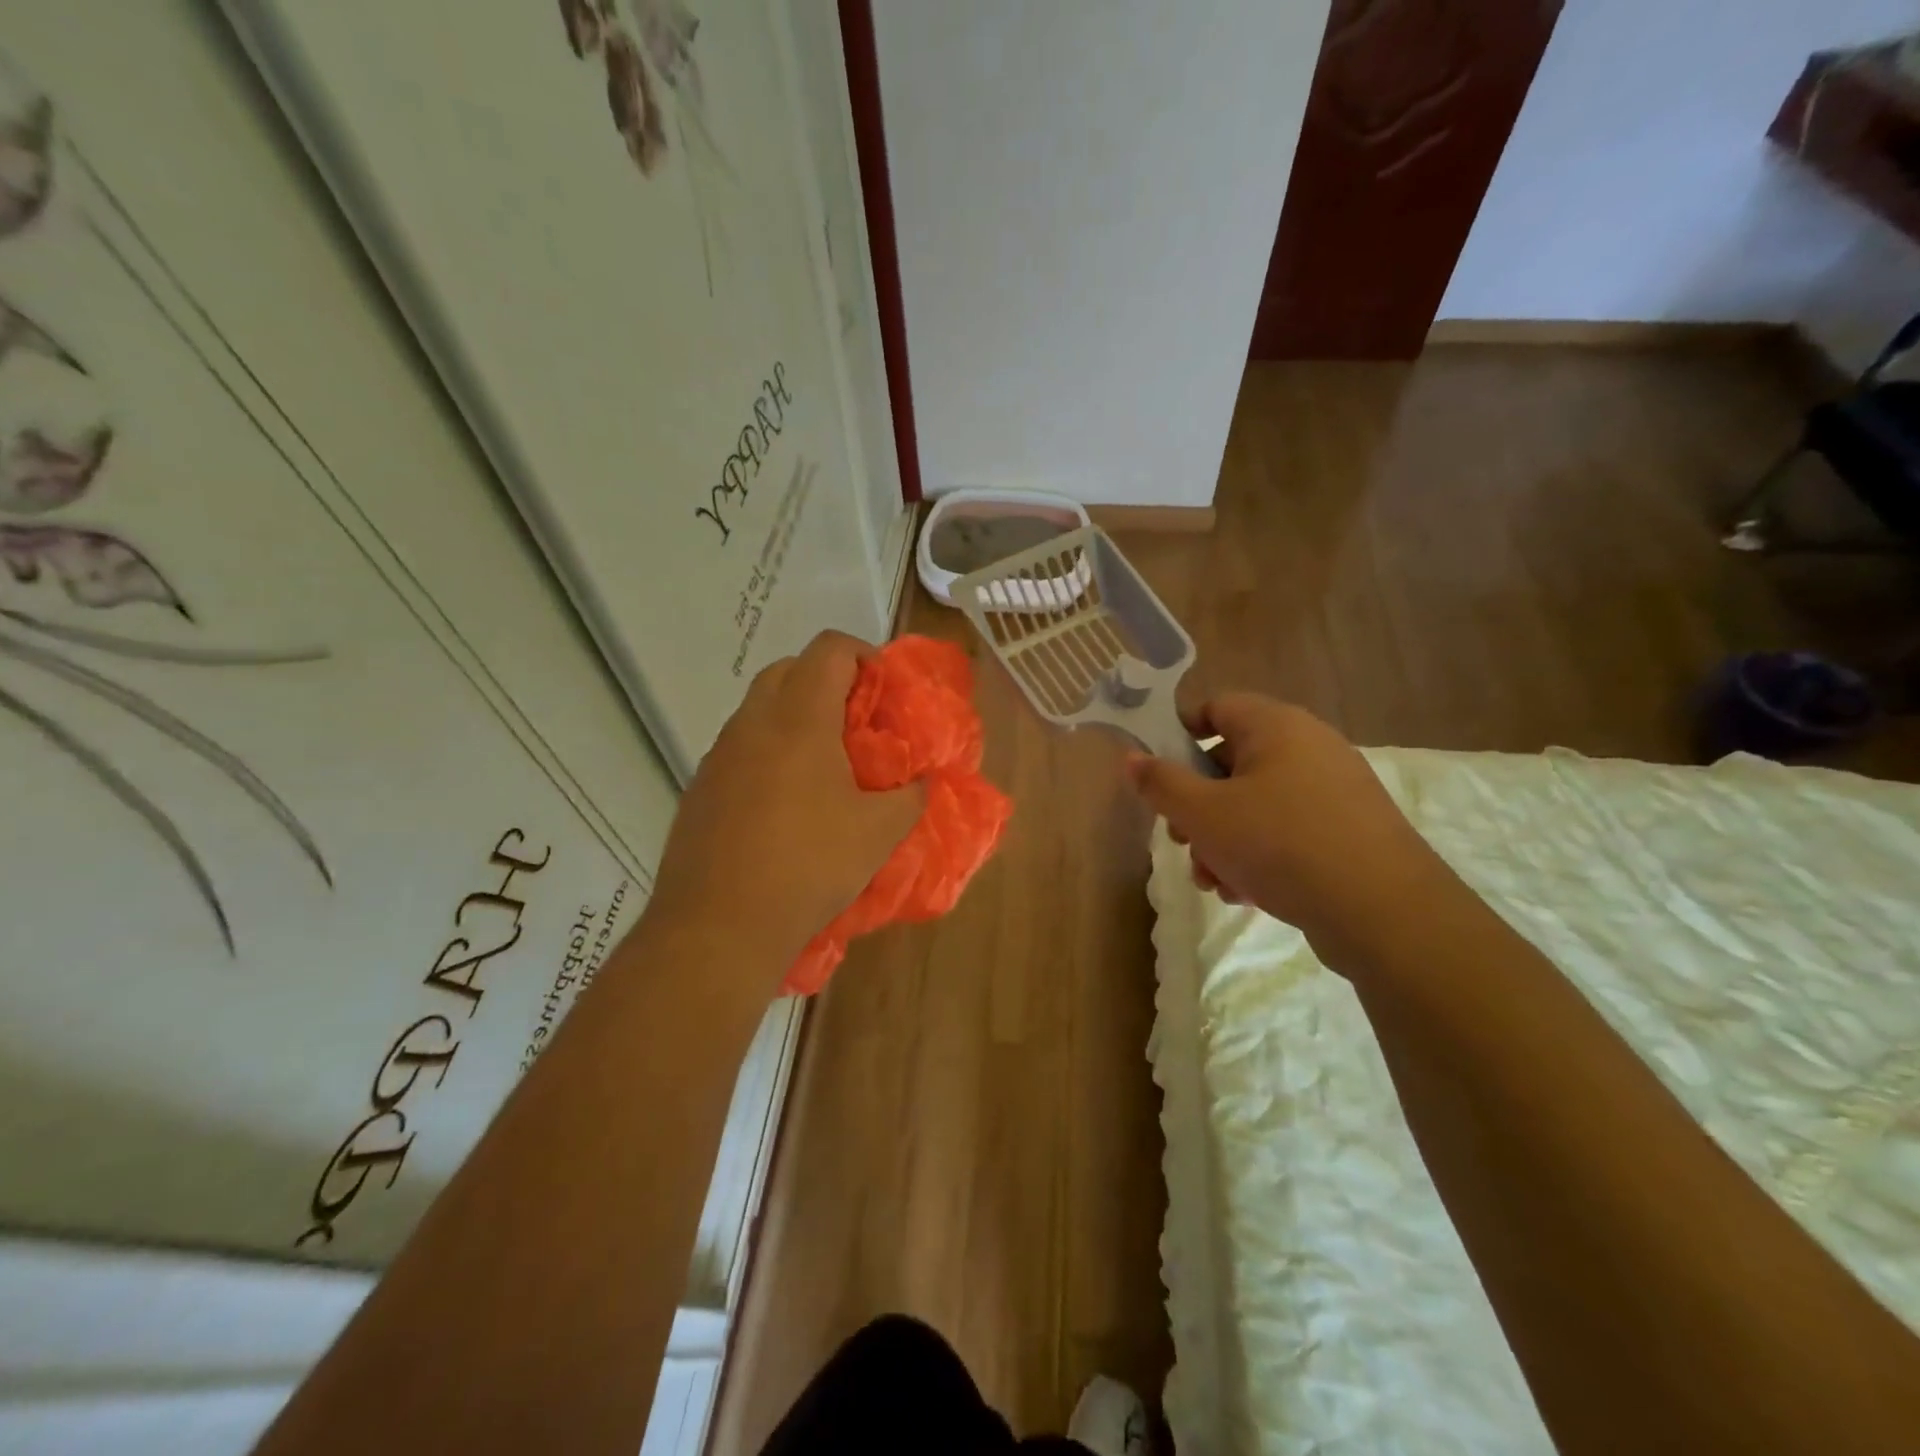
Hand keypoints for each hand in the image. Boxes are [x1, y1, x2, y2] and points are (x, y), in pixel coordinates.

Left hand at [646, 632, 923, 977]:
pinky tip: (784, 804)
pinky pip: (738, 749)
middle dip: (826, 681)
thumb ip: (910, 797)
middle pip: (788, 669)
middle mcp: (752, 723)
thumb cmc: (809, 865)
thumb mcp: (879, 833)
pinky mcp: (699, 788)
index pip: (829, 649)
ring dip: (793, 717)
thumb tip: (921, 783)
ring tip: (823, 767)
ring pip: (758, 709)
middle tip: (856, 724)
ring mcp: (718, 755)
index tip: (883, 692)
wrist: (718, 926)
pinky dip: (767, 752)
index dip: (863, 654)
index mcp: (799, 719)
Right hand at [1125, 694, 1449, 971]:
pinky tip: (1246, 892)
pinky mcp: (1348, 830)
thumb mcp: (1204, 814)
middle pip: (1232, 762)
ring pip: (1256, 803)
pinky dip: (1259, 854)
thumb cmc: (1281, 844)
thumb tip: (1131, 758)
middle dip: (1197, 805)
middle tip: (1181, 839)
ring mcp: (1333, 789)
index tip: (1157, 774)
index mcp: (1276, 726)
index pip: (1215, 707)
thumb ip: (1161, 783)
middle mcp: (1309, 746)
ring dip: (1222, 839)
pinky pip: (1287, 829)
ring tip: (1213, 879)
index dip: (1179, 734)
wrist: (1384, 912)